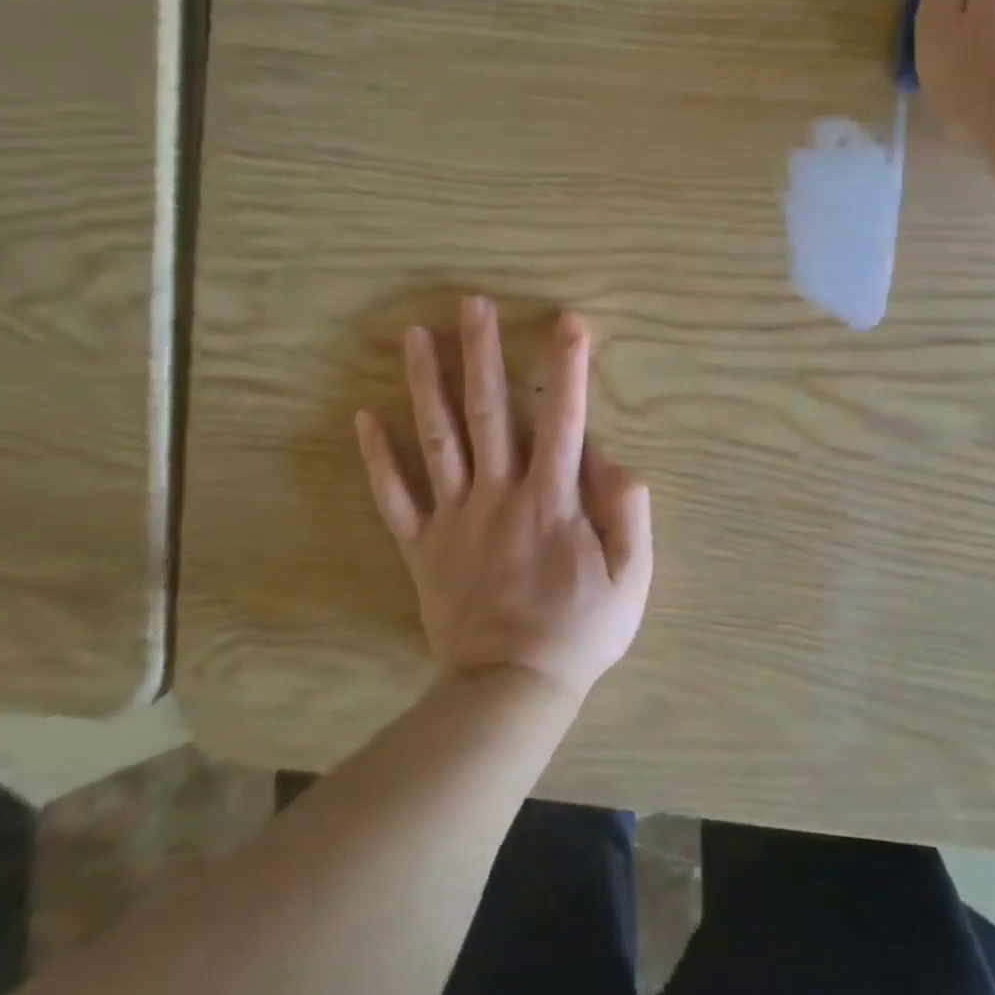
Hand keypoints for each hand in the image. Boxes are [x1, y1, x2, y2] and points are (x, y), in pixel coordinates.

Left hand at [355, 298, 653, 701]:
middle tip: (470, 304)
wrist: (511, 690)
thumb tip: (616, 460)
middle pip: (488, 411)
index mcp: (551, 500)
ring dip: (425, 384)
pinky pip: (394, 497)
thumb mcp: (631, 579)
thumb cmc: (580, 632)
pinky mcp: (422, 546)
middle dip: (481, 353)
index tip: (567, 322)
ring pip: (437, 440)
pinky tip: (363, 418)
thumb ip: (629, 514)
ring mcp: (454, 518)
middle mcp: (498, 494)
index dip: (567, 368)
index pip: (562, 419)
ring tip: (413, 335)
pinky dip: (377, 458)